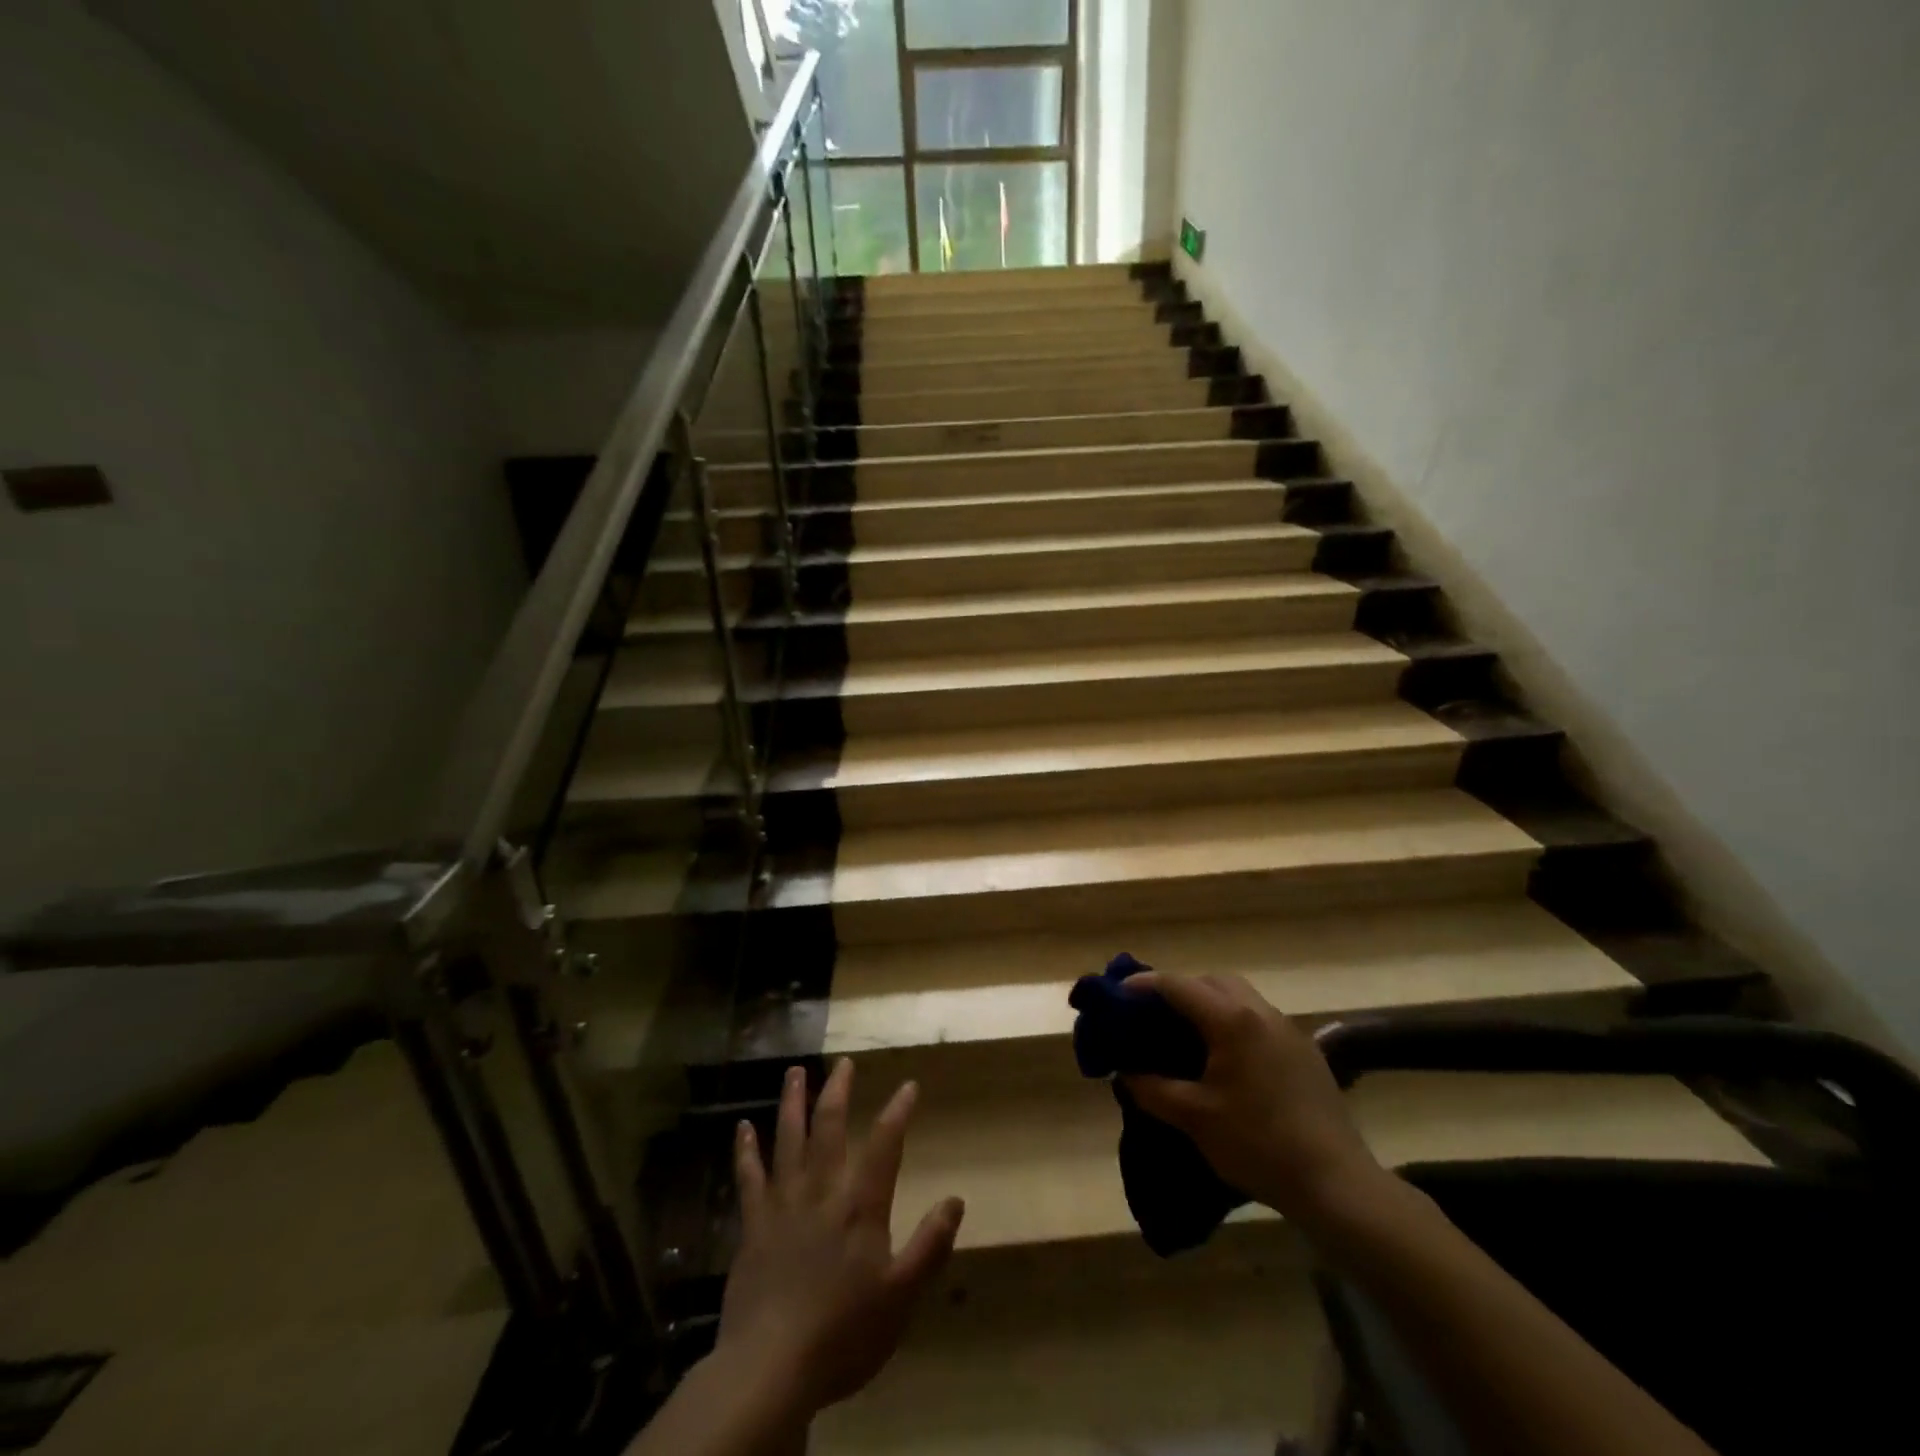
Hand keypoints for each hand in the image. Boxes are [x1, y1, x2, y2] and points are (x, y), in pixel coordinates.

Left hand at [715, 1058, 965, 1420]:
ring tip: (795, 1071)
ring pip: (788, 1139)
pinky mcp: (752, 1225)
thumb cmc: (843, 1333)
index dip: (898, 1112)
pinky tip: (742, 1127)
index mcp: (860, 1205)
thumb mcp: (901, 1297)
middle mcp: (822, 1190)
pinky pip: (749, 1177)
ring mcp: (783, 1204)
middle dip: (839, 1091)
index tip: (908, 1085)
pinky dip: (745, 1150)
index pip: (885, 1145)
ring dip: (792, 1102)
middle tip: (844, 1062)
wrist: (770, 1367)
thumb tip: (956, 1199)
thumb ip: (929, 1246)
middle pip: (830, 1127)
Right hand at [1122, 974, 1387, 1226]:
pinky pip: (1259, 1019)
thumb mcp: (1194, 1117)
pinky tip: (1227, 1058)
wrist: (1335, 1183)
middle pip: (1211, 981)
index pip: (1178, 985)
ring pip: (1239, 996)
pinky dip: (1233, 1022)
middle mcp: (1261, 1012)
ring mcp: (1288, 1030)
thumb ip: (1153, 1088)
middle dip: (1179, 989)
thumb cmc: (1258, 1144)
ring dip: (1209, 1003)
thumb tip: (1126, 1072)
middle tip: (1153, 1014)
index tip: (1118, 995)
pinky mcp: (1305, 1051)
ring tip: (1187, 1033)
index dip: (1143, 985)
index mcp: (1231, 1020)